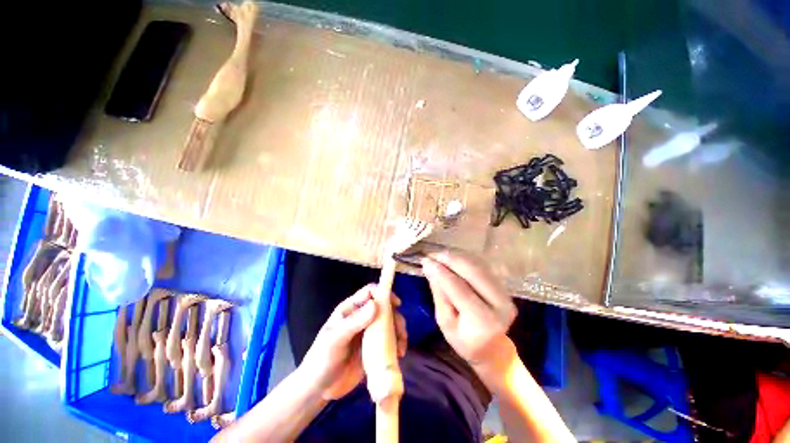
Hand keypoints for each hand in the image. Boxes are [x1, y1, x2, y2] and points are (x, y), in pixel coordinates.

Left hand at [299, 284, 407, 399]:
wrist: (318, 389)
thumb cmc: (322, 360)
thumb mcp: (335, 340)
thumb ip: (354, 323)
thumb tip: (375, 305)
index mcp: (351, 309)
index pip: (370, 292)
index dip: (384, 293)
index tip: (396, 304)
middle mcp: (362, 317)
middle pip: (384, 308)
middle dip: (395, 316)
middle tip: (400, 332)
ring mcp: (369, 333)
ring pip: (389, 324)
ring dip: (399, 332)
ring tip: (401, 349)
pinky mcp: (374, 348)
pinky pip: (389, 341)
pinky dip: (397, 345)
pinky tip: (399, 356)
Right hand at [422, 250, 515, 365]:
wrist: (492, 348)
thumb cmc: (464, 340)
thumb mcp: (445, 321)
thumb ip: (439, 293)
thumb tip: (429, 267)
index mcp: (483, 321)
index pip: (459, 288)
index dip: (441, 272)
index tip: (426, 261)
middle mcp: (500, 305)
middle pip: (473, 272)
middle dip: (451, 259)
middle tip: (433, 254)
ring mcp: (506, 294)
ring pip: (479, 266)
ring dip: (458, 257)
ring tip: (440, 255)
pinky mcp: (505, 287)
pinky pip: (484, 267)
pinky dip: (466, 260)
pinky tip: (453, 258)